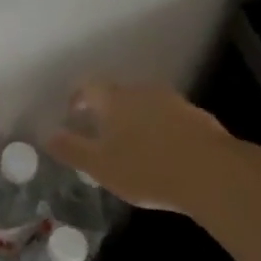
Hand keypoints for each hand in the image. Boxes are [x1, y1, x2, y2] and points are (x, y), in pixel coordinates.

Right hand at [45, 80, 231, 213]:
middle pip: (118, 94)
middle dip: (106, 110)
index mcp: (114, 99)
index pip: (88, 86)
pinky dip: (160, 129)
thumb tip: (48, 135)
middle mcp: (142, 92)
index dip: (78, 98)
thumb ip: (72, 149)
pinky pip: (170, 117)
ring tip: (132, 145)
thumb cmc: (147, 169)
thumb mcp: (101, 166)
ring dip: (135, 119)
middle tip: (100, 134)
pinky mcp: (198, 117)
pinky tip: (164, 153)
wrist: (212, 173)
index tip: (73, 115)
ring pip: (145, 104)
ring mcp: (173, 101)